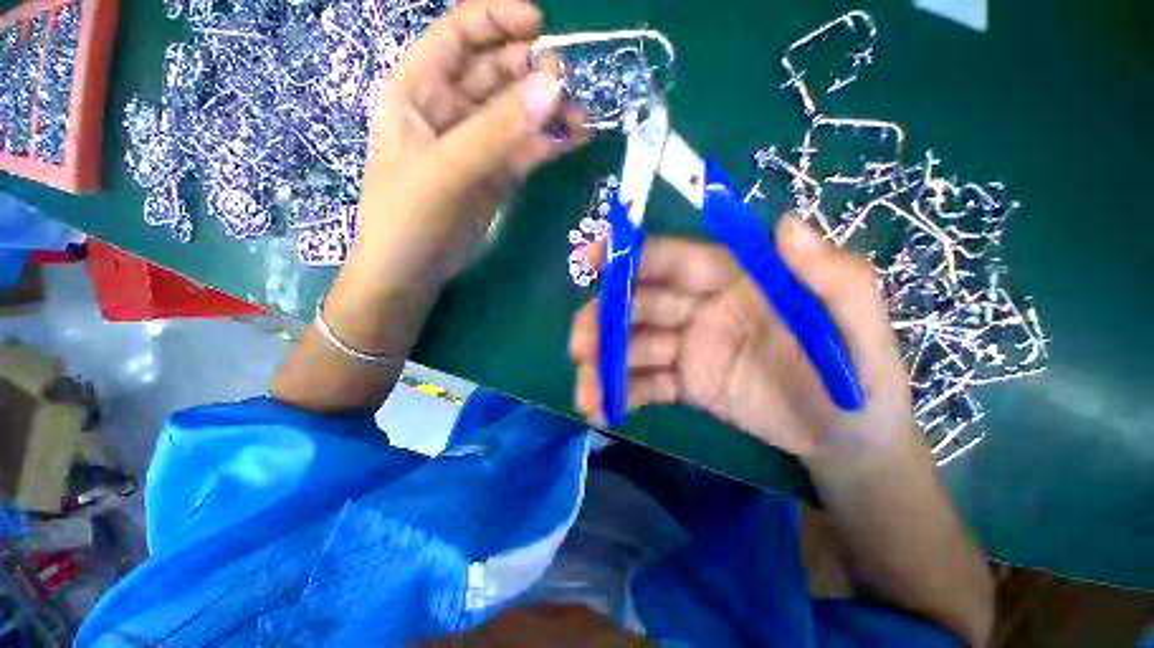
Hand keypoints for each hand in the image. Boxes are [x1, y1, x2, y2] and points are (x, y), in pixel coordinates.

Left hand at [344, 0, 587, 294]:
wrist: (411, 272)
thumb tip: (551, 87)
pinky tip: (574, 141)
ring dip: (548, 111)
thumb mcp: (447, 169)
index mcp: (419, 91)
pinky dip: (549, 143)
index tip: (541, 25)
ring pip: (516, 115)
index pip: (458, 36)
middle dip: (532, 72)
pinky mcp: (495, 175)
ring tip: (582, 116)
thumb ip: (496, 130)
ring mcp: (476, 145)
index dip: (496, 21)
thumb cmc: (409, 217)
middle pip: (495, 73)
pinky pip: (525, 150)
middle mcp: (448, 111)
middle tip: (570, 83)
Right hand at [569, 218, 915, 460]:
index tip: (589, 259)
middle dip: (605, 323)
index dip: (631, 256)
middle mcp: (703, 307)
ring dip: (605, 366)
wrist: (848, 439)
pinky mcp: (686, 382)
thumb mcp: (858, 326)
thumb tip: (786, 225)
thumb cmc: (859, 376)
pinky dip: (622, 395)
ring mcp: (690, 347)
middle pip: (640, 306)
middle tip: (579, 346)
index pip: (673, 259)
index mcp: (735, 279)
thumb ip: (833, 277)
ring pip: (635, 348)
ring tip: (584, 393)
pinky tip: (602, 411)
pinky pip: (647, 383)